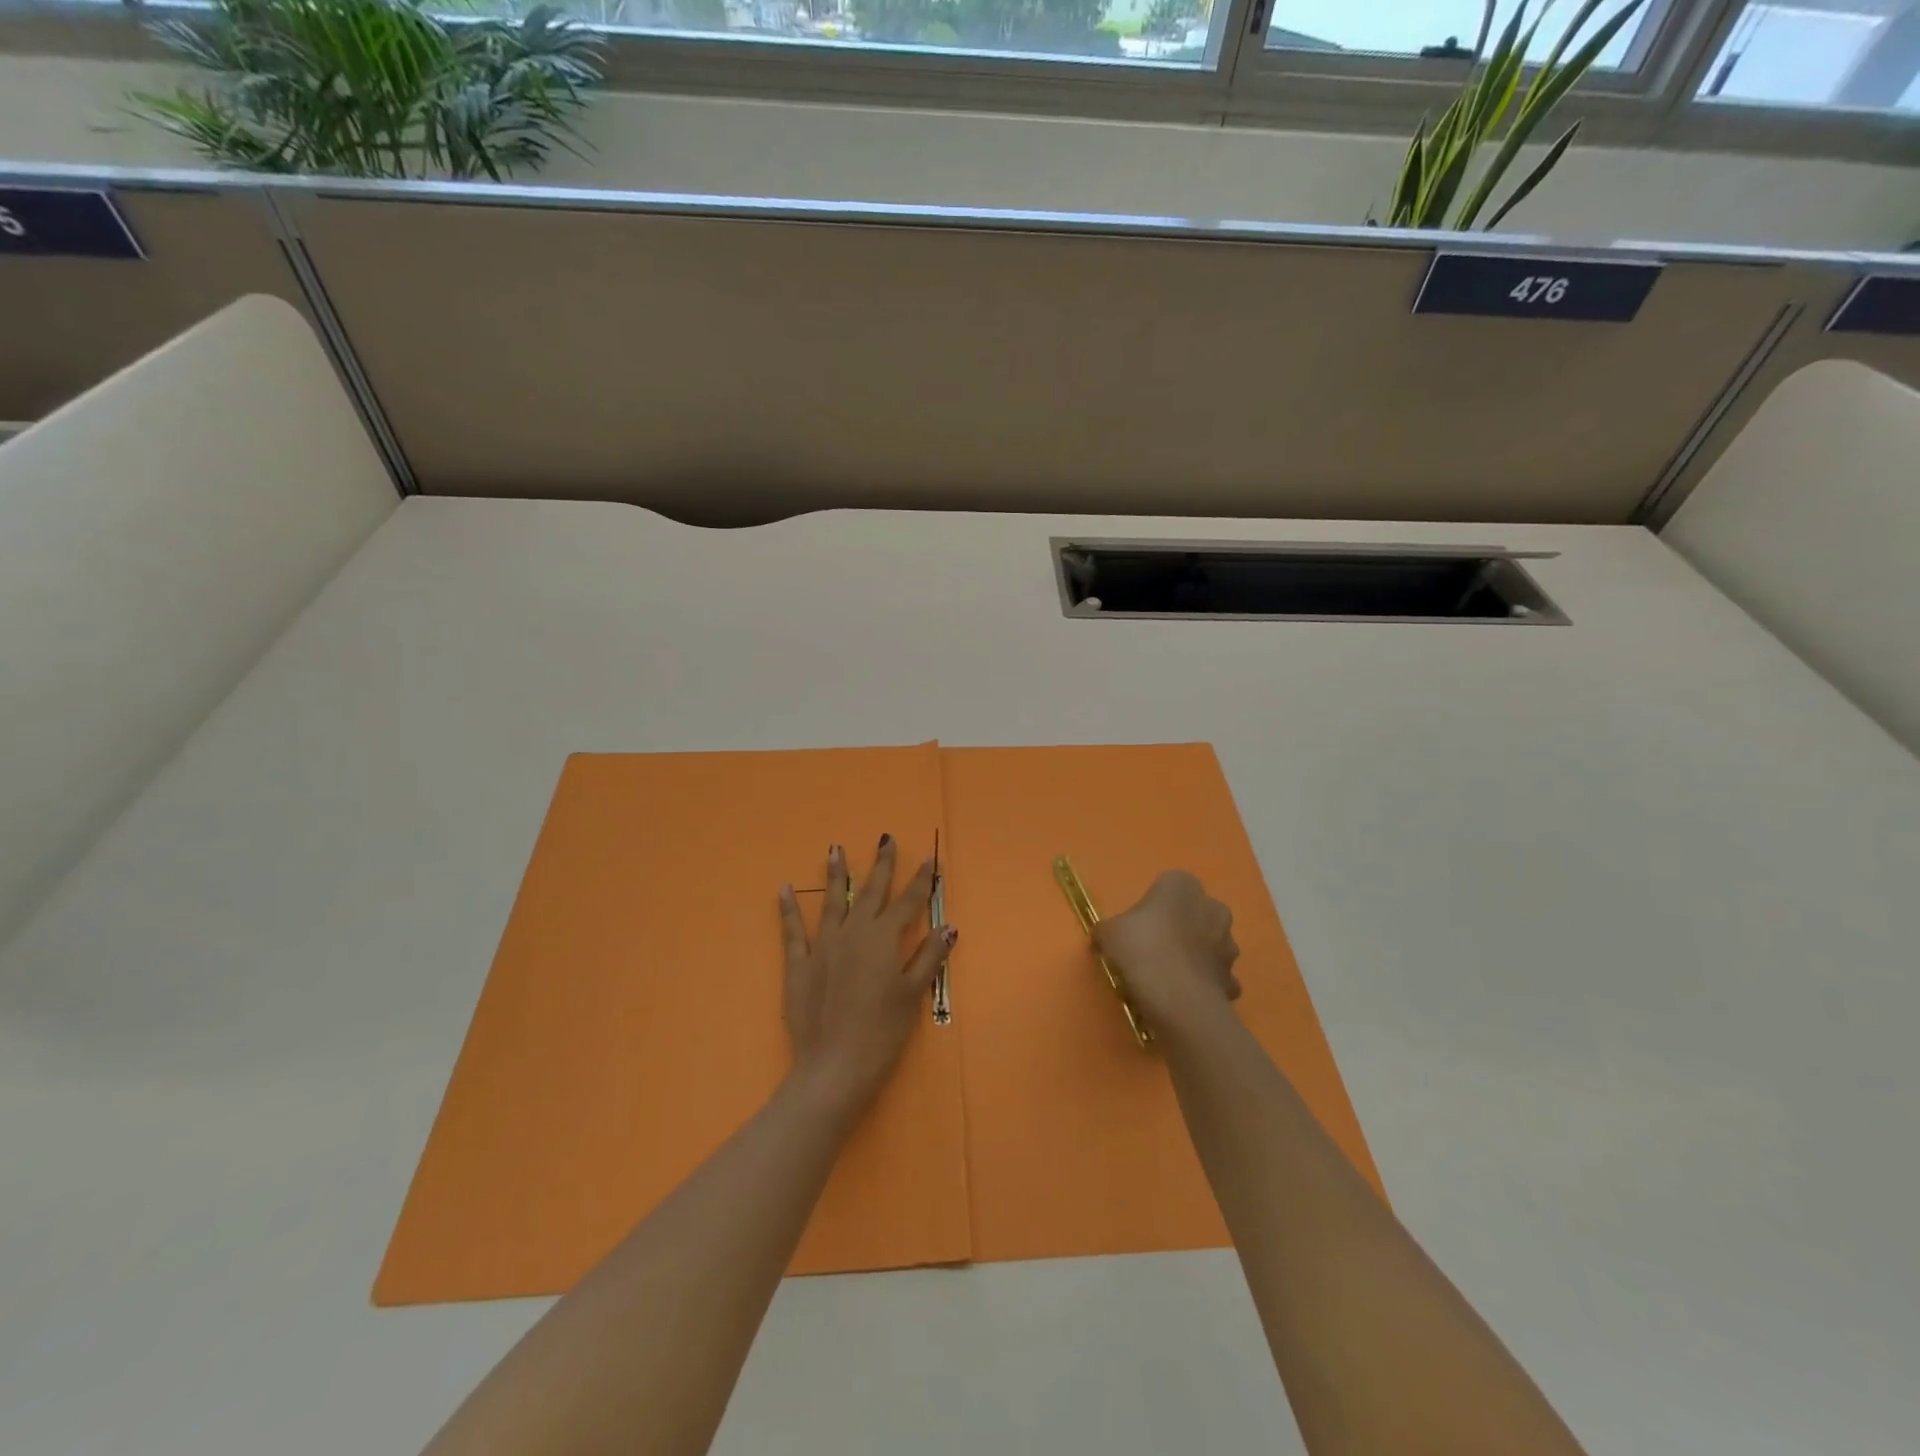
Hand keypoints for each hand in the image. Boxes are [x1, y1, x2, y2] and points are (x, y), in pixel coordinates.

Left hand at [778, 836, 952, 1114]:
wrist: (834, 1067)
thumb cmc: (882, 1032)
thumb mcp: (912, 995)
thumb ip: (928, 958)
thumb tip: (948, 927)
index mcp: (884, 939)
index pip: (908, 903)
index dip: (920, 881)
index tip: (928, 859)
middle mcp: (854, 932)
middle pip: (871, 892)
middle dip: (881, 865)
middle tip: (886, 839)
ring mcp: (823, 946)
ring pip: (832, 901)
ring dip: (836, 875)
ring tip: (835, 850)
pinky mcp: (799, 964)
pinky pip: (793, 931)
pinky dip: (788, 909)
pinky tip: (785, 889)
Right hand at [1093, 871, 1240, 1040]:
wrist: (1178, 999)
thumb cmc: (1141, 950)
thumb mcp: (1108, 933)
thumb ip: (1107, 930)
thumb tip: (1104, 938)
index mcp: (1182, 886)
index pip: (1169, 885)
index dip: (1153, 905)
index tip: (1137, 925)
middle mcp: (1212, 908)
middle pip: (1194, 913)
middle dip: (1180, 927)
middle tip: (1152, 948)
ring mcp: (1228, 945)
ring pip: (1209, 945)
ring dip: (1195, 955)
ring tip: (1168, 977)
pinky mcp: (1232, 979)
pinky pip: (1215, 977)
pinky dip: (1203, 984)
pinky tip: (1183, 996)